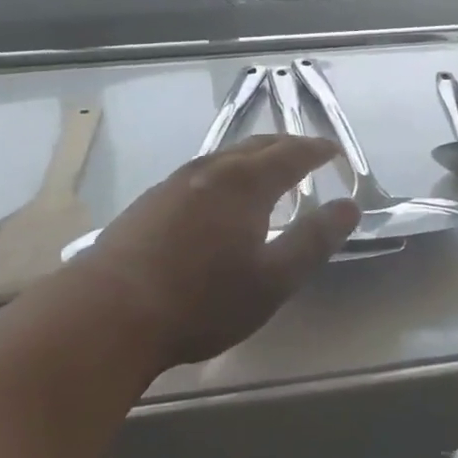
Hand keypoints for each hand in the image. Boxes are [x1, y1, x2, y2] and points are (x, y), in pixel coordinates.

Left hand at [76, 135, 360, 368]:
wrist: (108, 312)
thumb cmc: (201, 300)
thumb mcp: (272, 280)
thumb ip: (314, 240)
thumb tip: (349, 206)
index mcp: (245, 183)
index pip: (291, 154)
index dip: (316, 150)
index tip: (334, 150)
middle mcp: (211, 171)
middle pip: (255, 146)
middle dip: (285, 146)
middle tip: (305, 153)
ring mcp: (174, 183)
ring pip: (223, 157)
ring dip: (251, 158)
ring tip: (264, 171)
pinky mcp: (149, 202)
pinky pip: (199, 173)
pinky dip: (223, 174)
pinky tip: (215, 197)